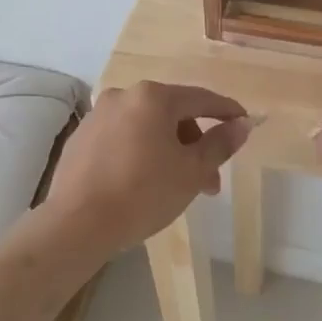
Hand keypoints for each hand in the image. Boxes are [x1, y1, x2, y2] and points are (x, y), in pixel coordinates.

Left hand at [40, 81, 254, 256]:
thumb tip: (242, 124)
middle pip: (172, 114)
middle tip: (208, 182)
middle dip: (195, 145)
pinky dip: (140, 153)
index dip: (227, 112)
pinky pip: (122, 139)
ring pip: (147, 128)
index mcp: (153, 97)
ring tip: (177, 188)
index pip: (201, 98)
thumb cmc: (143, 193)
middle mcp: (123, 96)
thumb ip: (220, 144)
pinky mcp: (81, 138)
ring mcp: (97, 116)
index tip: (244, 123)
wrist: (77, 224)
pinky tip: (143, 183)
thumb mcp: (192, 171)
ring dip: (168, 151)